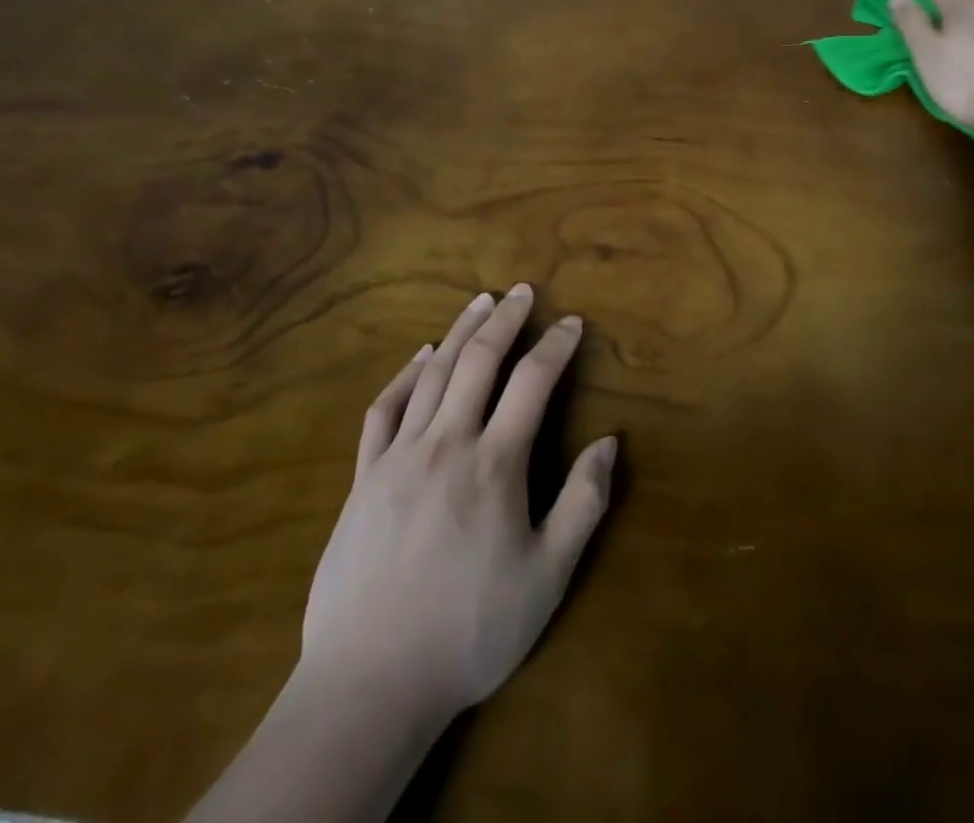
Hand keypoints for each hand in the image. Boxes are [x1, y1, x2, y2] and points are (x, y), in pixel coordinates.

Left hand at [300, 284, 617, 718]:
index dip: (556, 345)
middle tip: (523, 290)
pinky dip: (405, 374)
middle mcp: (447, 443)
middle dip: (506, 320)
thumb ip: (583, 503)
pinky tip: (420, 356)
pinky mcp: (363, 477)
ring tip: (480, 302)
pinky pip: (384, 409)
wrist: (369, 684)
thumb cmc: (470, 631)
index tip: (572, 322)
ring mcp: (399, 456)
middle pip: (479, 361)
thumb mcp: (547, 577)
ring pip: (432, 373)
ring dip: (459, 331)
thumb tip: (610, 442)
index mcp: (495, 464)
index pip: (533, 382)